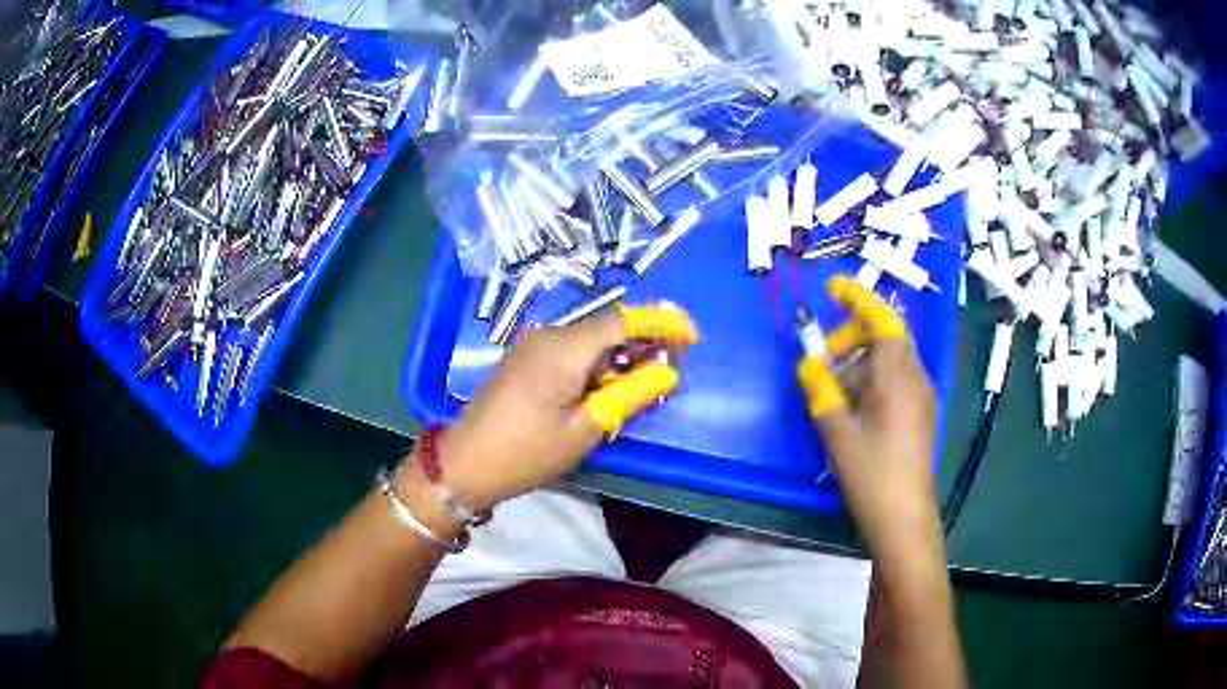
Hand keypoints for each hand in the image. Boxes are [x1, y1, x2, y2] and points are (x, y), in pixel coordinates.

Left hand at [428, 304, 698, 510]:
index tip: (692, 335)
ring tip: (644, 381)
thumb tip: (668, 373)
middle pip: (607, 327)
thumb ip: (629, 394)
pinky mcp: (524, 358)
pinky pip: (570, 350)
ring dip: (619, 355)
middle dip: (643, 342)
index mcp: (564, 347)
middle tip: (671, 367)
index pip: (623, 321)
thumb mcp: (585, 428)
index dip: (662, 322)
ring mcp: (532, 344)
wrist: (465, 463)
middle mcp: (548, 334)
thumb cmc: (527, 451)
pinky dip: (596, 363)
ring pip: (589, 339)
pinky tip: (608, 385)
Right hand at [797, 277, 937, 548]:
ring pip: (890, 359)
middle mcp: (915, 377)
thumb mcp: (836, 430)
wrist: (903, 516)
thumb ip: (820, 389)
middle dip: (852, 338)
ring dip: (860, 362)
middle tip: (822, 362)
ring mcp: (922, 395)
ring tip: (834, 393)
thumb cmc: (870, 472)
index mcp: (897, 375)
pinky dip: (872, 379)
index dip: (858, 298)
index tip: (833, 288)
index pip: (882, 319)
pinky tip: (855, 409)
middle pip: (886, 336)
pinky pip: (896, 379)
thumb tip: (808, 363)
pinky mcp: (921, 413)